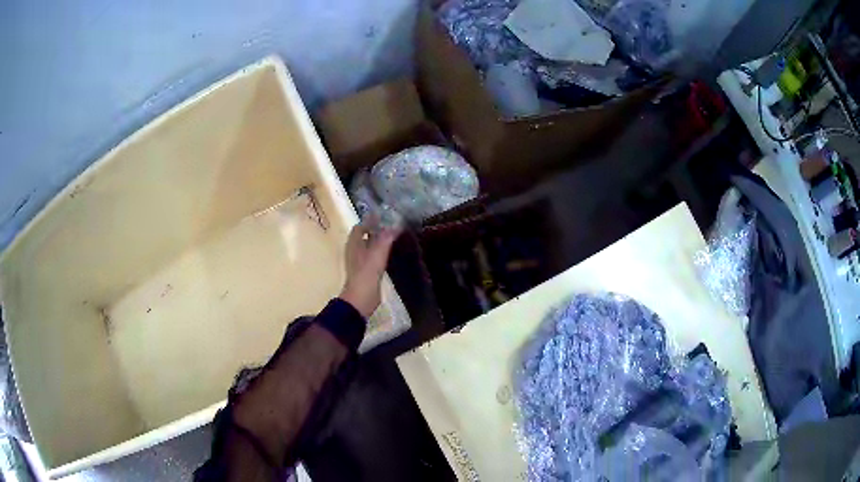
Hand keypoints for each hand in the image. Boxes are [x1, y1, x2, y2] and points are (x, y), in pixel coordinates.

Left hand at [340, 222, 400, 317]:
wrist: (361, 299)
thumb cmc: (366, 274)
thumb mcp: (378, 253)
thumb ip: (386, 238)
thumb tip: (396, 224)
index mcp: (353, 244)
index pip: (360, 226)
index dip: (371, 220)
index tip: (385, 216)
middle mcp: (354, 251)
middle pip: (365, 236)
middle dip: (377, 230)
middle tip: (393, 225)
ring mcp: (360, 262)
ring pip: (370, 247)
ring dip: (380, 241)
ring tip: (395, 237)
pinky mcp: (366, 272)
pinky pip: (374, 257)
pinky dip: (381, 252)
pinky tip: (392, 253)